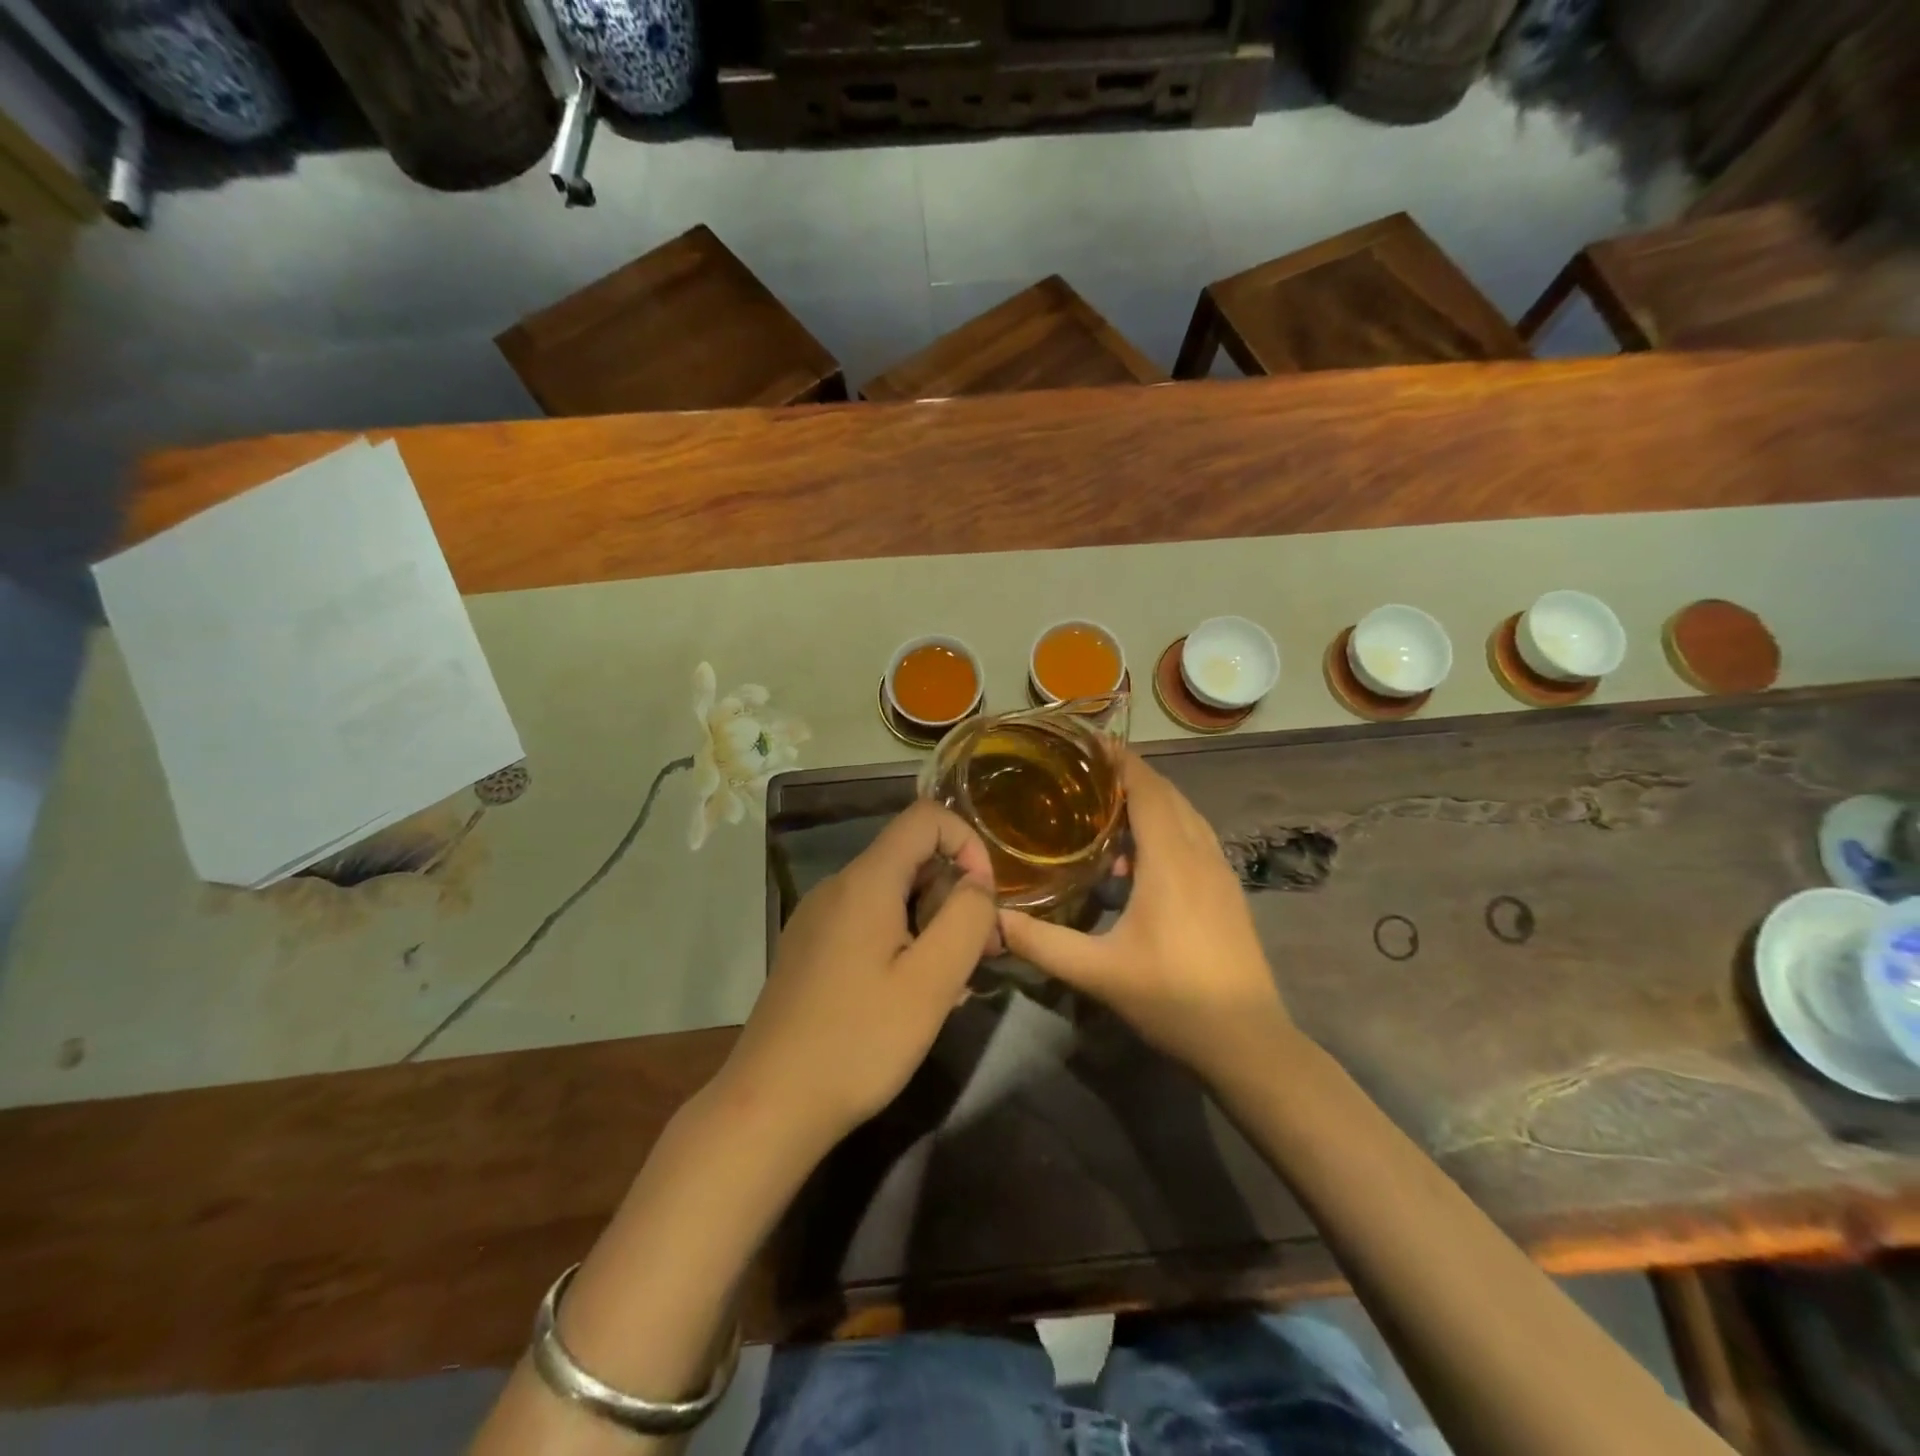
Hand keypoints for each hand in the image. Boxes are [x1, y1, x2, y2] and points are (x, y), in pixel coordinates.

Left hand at [716, 801, 999, 1157]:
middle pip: (910, 858)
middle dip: (953, 894)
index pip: (925, 817)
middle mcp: (837, 887)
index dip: (967, 843)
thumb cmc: (860, 1041)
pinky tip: (908, 997)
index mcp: (865, 881)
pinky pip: (868, 924)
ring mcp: (817, 919)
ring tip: (947, 986)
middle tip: (977, 956)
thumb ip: (967, 918)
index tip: (984, 900)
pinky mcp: (810, 950)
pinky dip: (901, 942)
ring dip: (931, 924)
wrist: (770, 1105)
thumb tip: (978, 881)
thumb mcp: (932, 982)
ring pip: (892, 895)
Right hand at [1000, 752, 1292, 1076]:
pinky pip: (1196, 838)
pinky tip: (1142, 859)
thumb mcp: (1097, 972)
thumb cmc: (1172, 998)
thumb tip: (991, 919)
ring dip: (1152, 802)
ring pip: (1186, 816)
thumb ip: (1041, 943)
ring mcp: (1221, 872)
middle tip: (1086, 774)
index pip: (1148, 790)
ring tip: (1108, 810)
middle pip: (1168, 795)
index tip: (1091, 742)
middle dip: (1131, 777)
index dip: (1122, 762)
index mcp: (1171, 860)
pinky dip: (1169, 827)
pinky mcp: (1228, 891)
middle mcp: (1200, 854)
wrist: (1248, 1041)